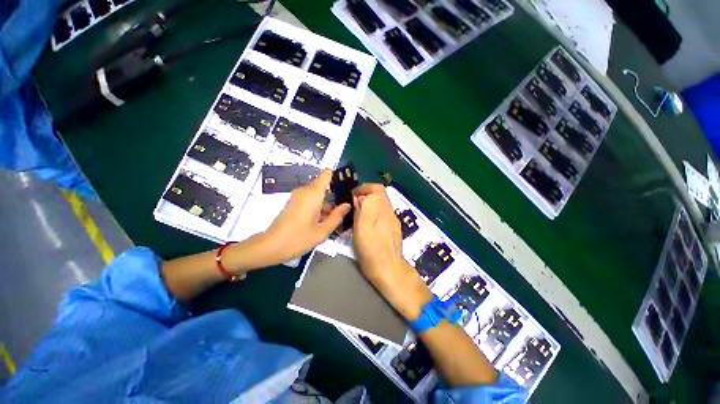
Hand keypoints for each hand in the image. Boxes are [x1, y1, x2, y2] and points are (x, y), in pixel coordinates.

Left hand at [260, 169, 350, 264]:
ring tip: (336, 222)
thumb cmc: (297, 239)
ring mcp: (298, 197)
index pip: (327, 174)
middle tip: (345, 213)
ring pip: (318, 196)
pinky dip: (319, 209)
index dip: (338, 177)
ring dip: (328, 206)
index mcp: (313, 194)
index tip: (348, 188)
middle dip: (335, 197)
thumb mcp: (322, 231)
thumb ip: (337, 216)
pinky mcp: (294, 204)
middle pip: (325, 187)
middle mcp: (305, 191)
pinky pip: (311, 201)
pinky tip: (324, 223)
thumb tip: (347, 205)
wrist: (269, 247)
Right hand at [352, 184, 432, 319]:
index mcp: (381, 210)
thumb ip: (361, 210)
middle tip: (354, 205)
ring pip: (381, 204)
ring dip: (370, 205)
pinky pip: (383, 214)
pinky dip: (374, 213)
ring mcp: (393, 220)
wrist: (389, 269)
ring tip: (358, 215)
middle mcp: (389, 212)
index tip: (353, 195)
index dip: (364, 188)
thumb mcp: (361, 229)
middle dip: (366, 196)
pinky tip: (368, 224)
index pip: (376, 188)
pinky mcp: (393, 228)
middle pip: (379, 195)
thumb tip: (359, 198)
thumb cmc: (371, 250)